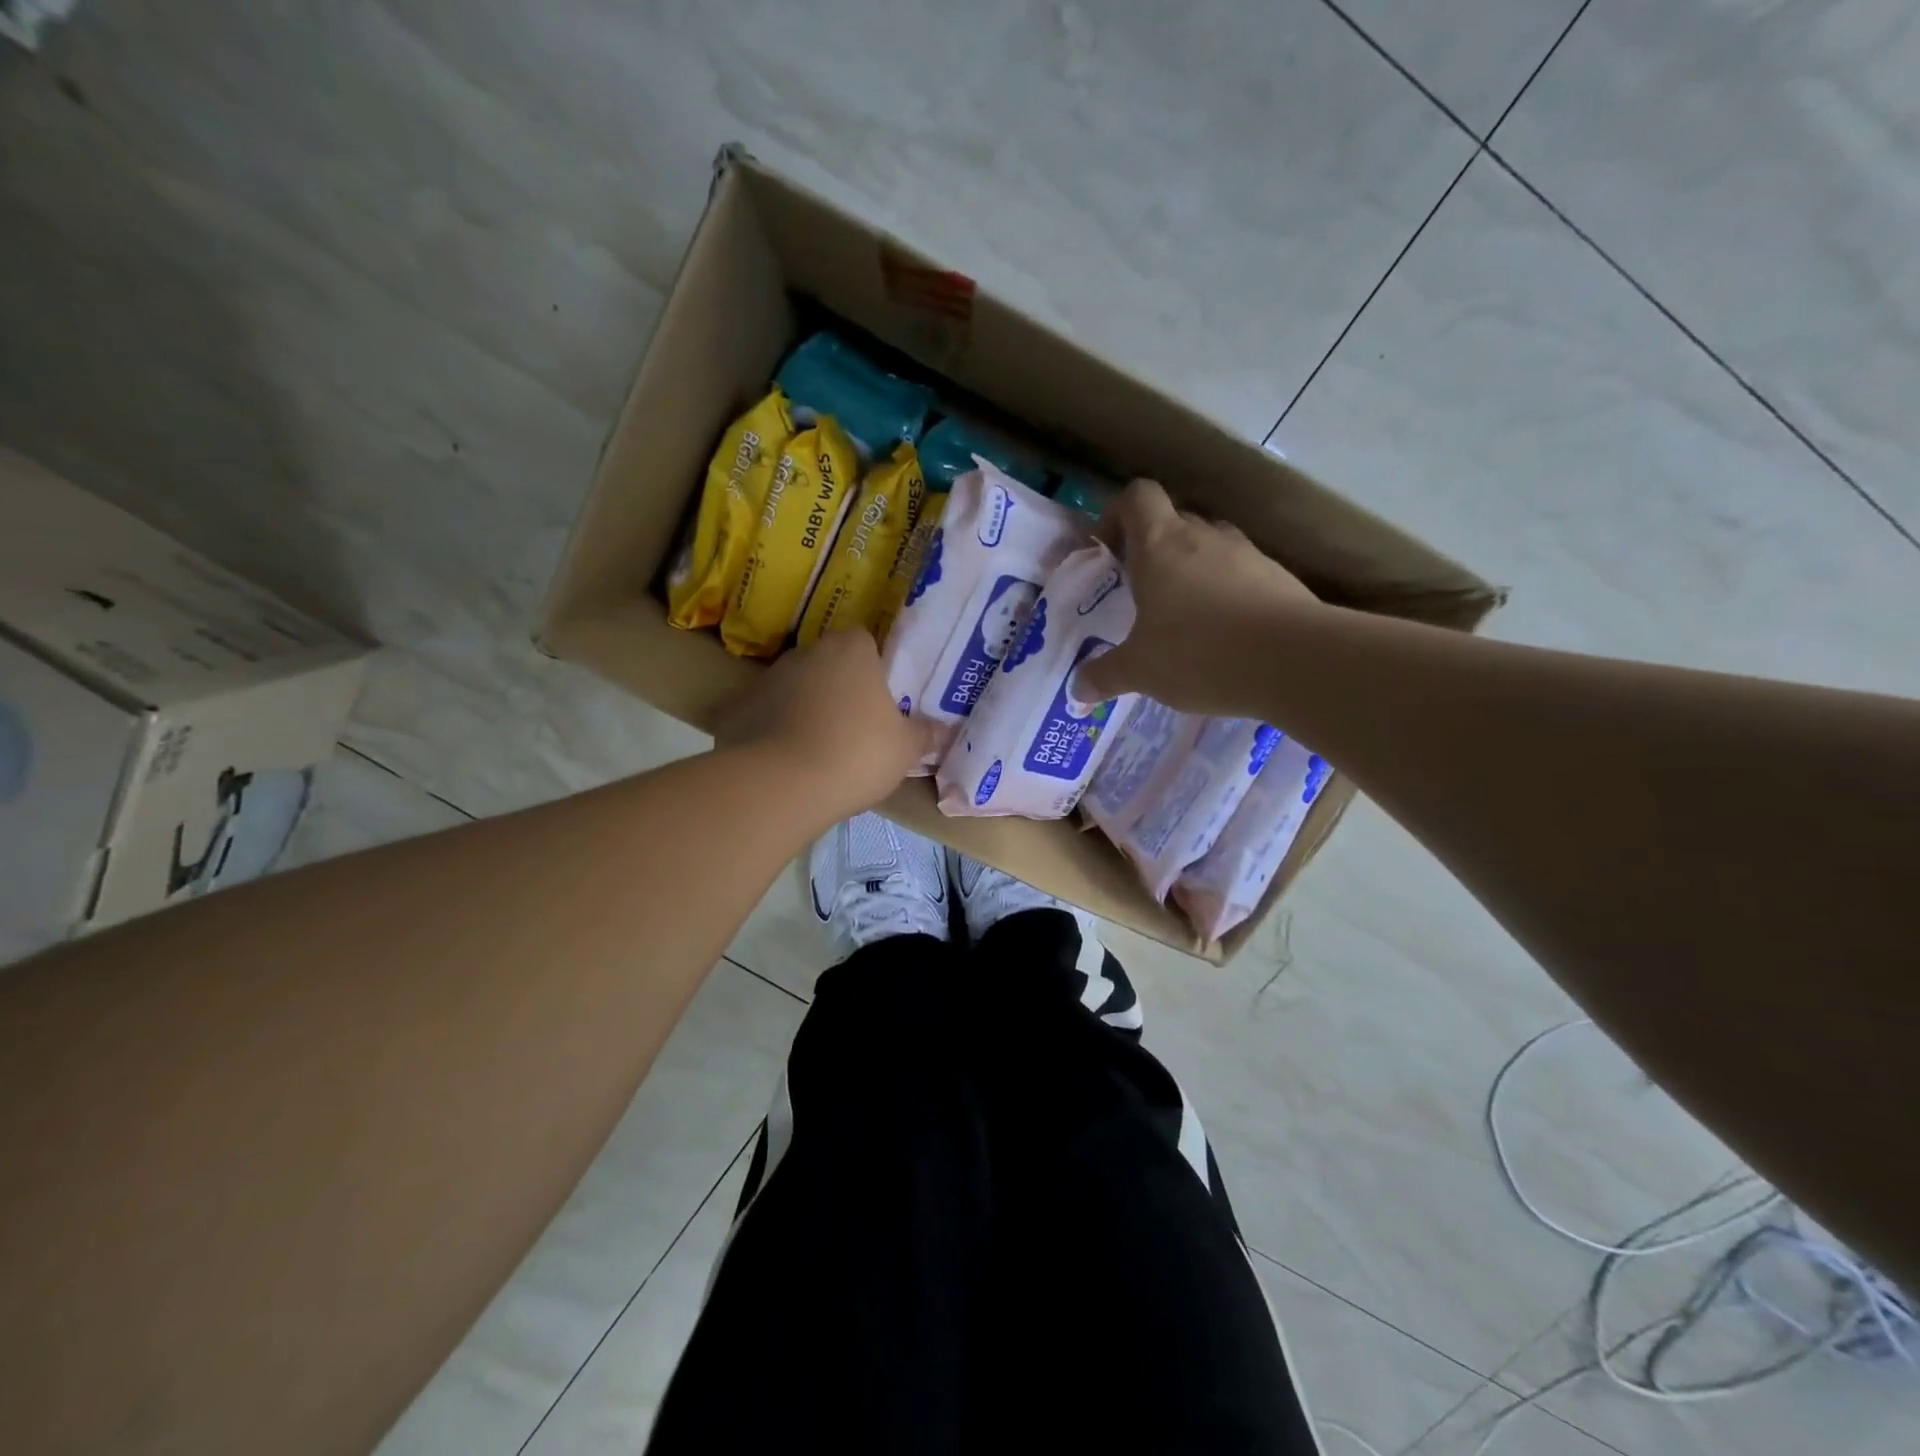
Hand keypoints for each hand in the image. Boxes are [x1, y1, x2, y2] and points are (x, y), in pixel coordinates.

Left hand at [715, 629, 932, 820]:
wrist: (782, 785)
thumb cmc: (856, 754)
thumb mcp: (905, 749)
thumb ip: (924, 734)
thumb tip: (942, 729)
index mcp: (850, 650)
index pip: (865, 642)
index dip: (874, 668)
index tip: (880, 699)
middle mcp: (806, 653)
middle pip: (828, 663)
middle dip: (838, 687)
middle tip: (854, 726)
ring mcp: (767, 679)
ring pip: (795, 689)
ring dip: (805, 708)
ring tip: (818, 750)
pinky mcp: (737, 710)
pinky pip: (765, 716)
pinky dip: (773, 731)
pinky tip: (785, 762)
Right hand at [1075, 479, 1318, 712]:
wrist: (1293, 661)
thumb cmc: (1198, 653)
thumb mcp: (1140, 671)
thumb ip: (1105, 675)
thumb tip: (1077, 689)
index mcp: (1160, 545)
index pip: (1137, 496)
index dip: (1118, 514)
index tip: (1110, 550)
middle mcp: (1203, 537)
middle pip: (1174, 520)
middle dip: (1154, 549)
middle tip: (1143, 591)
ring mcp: (1247, 553)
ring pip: (1211, 546)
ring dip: (1194, 570)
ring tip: (1185, 616)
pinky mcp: (1279, 577)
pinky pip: (1243, 574)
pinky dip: (1228, 594)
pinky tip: (1225, 635)